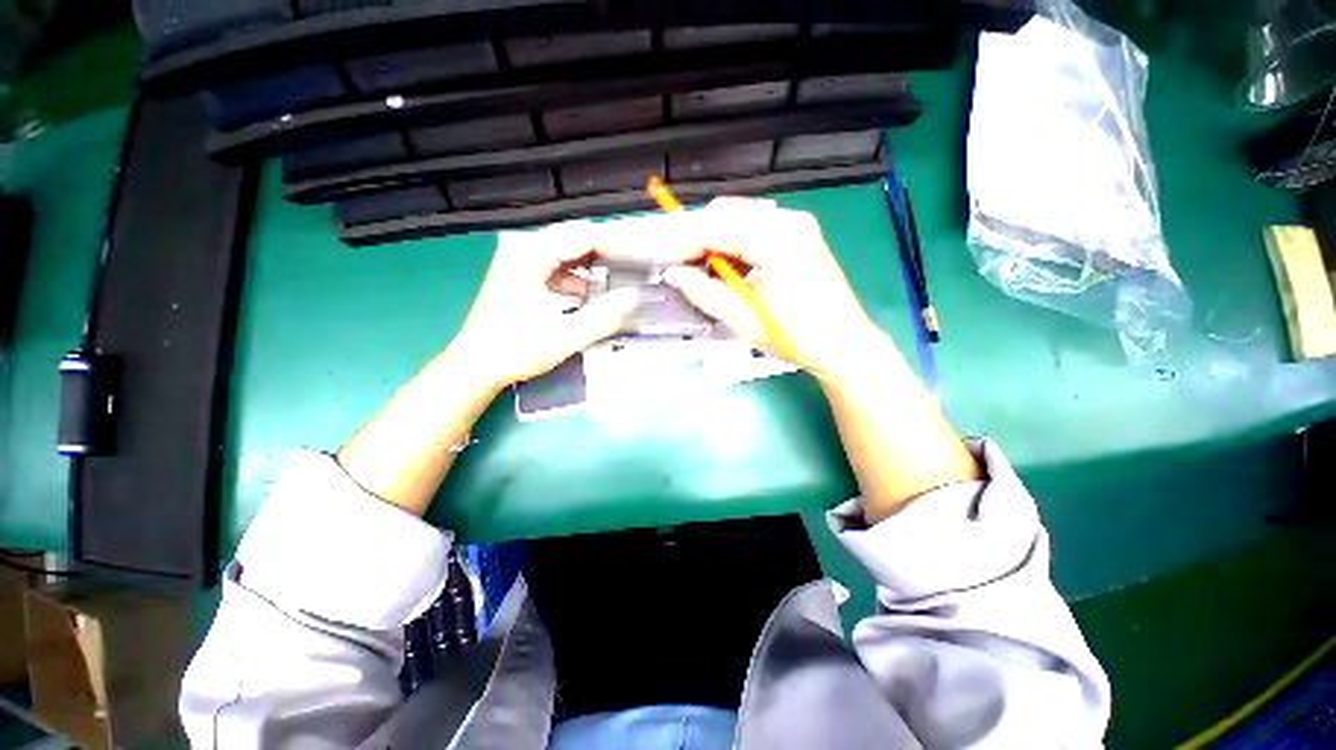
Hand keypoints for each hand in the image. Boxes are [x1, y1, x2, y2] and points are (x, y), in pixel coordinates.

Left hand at [448, 220, 639, 392]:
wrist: (475, 366)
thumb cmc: (514, 351)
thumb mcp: (565, 336)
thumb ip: (603, 316)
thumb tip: (634, 299)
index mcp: (531, 255)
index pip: (583, 236)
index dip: (616, 245)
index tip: (641, 259)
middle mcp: (524, 250)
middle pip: (575, 239)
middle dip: (608, 253)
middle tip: (634, 268)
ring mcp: (520, 261)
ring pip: (567, 252)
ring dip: (593, 266)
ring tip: (617, 282)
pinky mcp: (520, 275)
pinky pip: (557, 267)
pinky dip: (577, 278)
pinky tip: (589, 297)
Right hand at [661, 198, 884, 380]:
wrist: (843, 344)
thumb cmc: (794, 337)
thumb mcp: (743, 320)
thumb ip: (704, 292)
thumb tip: (674, 275)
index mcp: (776, 243)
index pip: (716, 229)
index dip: (685, 244)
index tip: (666, 261)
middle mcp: (789, 222)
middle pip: (727, 212)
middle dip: (697, 234)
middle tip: (680, 262)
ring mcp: (798, 224)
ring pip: (741, 215)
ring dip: (715, 234)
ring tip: (700, 264)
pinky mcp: (801, 233)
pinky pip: (757, 224)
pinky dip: (735, 238)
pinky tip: (728, 261)